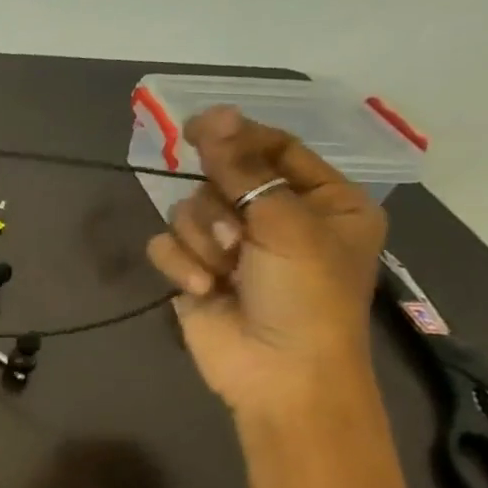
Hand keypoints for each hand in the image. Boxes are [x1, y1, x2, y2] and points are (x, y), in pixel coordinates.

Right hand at [145, 106, 385, 417]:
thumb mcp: (285, 224)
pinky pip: (166, 245)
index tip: (197, 126)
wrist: (278, 373)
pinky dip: (181, 265)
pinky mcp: (194, 272)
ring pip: (187, 211)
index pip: (274, 149)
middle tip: (238, 238)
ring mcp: (231, 247)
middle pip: (221, 179)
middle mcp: (275, 218)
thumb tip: (212, 114)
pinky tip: (204, 289)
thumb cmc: (305, 296)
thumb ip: (243, 168)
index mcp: (321, 201)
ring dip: (202, 242)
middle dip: (221, 209)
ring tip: (225, 273)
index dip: (237, 137)